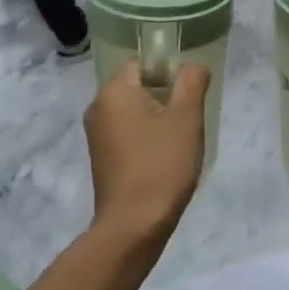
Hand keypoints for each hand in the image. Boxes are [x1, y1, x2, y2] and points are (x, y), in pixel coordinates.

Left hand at [85, 60, 209, 237]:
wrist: (133, 225)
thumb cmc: (161, 165)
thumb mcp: (186, 118)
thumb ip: (191, 82)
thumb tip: (191, 67)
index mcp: (113, 92)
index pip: (142, 63)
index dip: (169, 73)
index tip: (188, 98)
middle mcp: (97, 108)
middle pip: (138, 88)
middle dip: (165, 100)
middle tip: (187, 123)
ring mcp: (96, 136)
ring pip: (134, 113)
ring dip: (158, 122)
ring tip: (178, 145)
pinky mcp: (101, 159)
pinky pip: (127, 135)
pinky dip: (146, 141)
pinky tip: (163, 161)